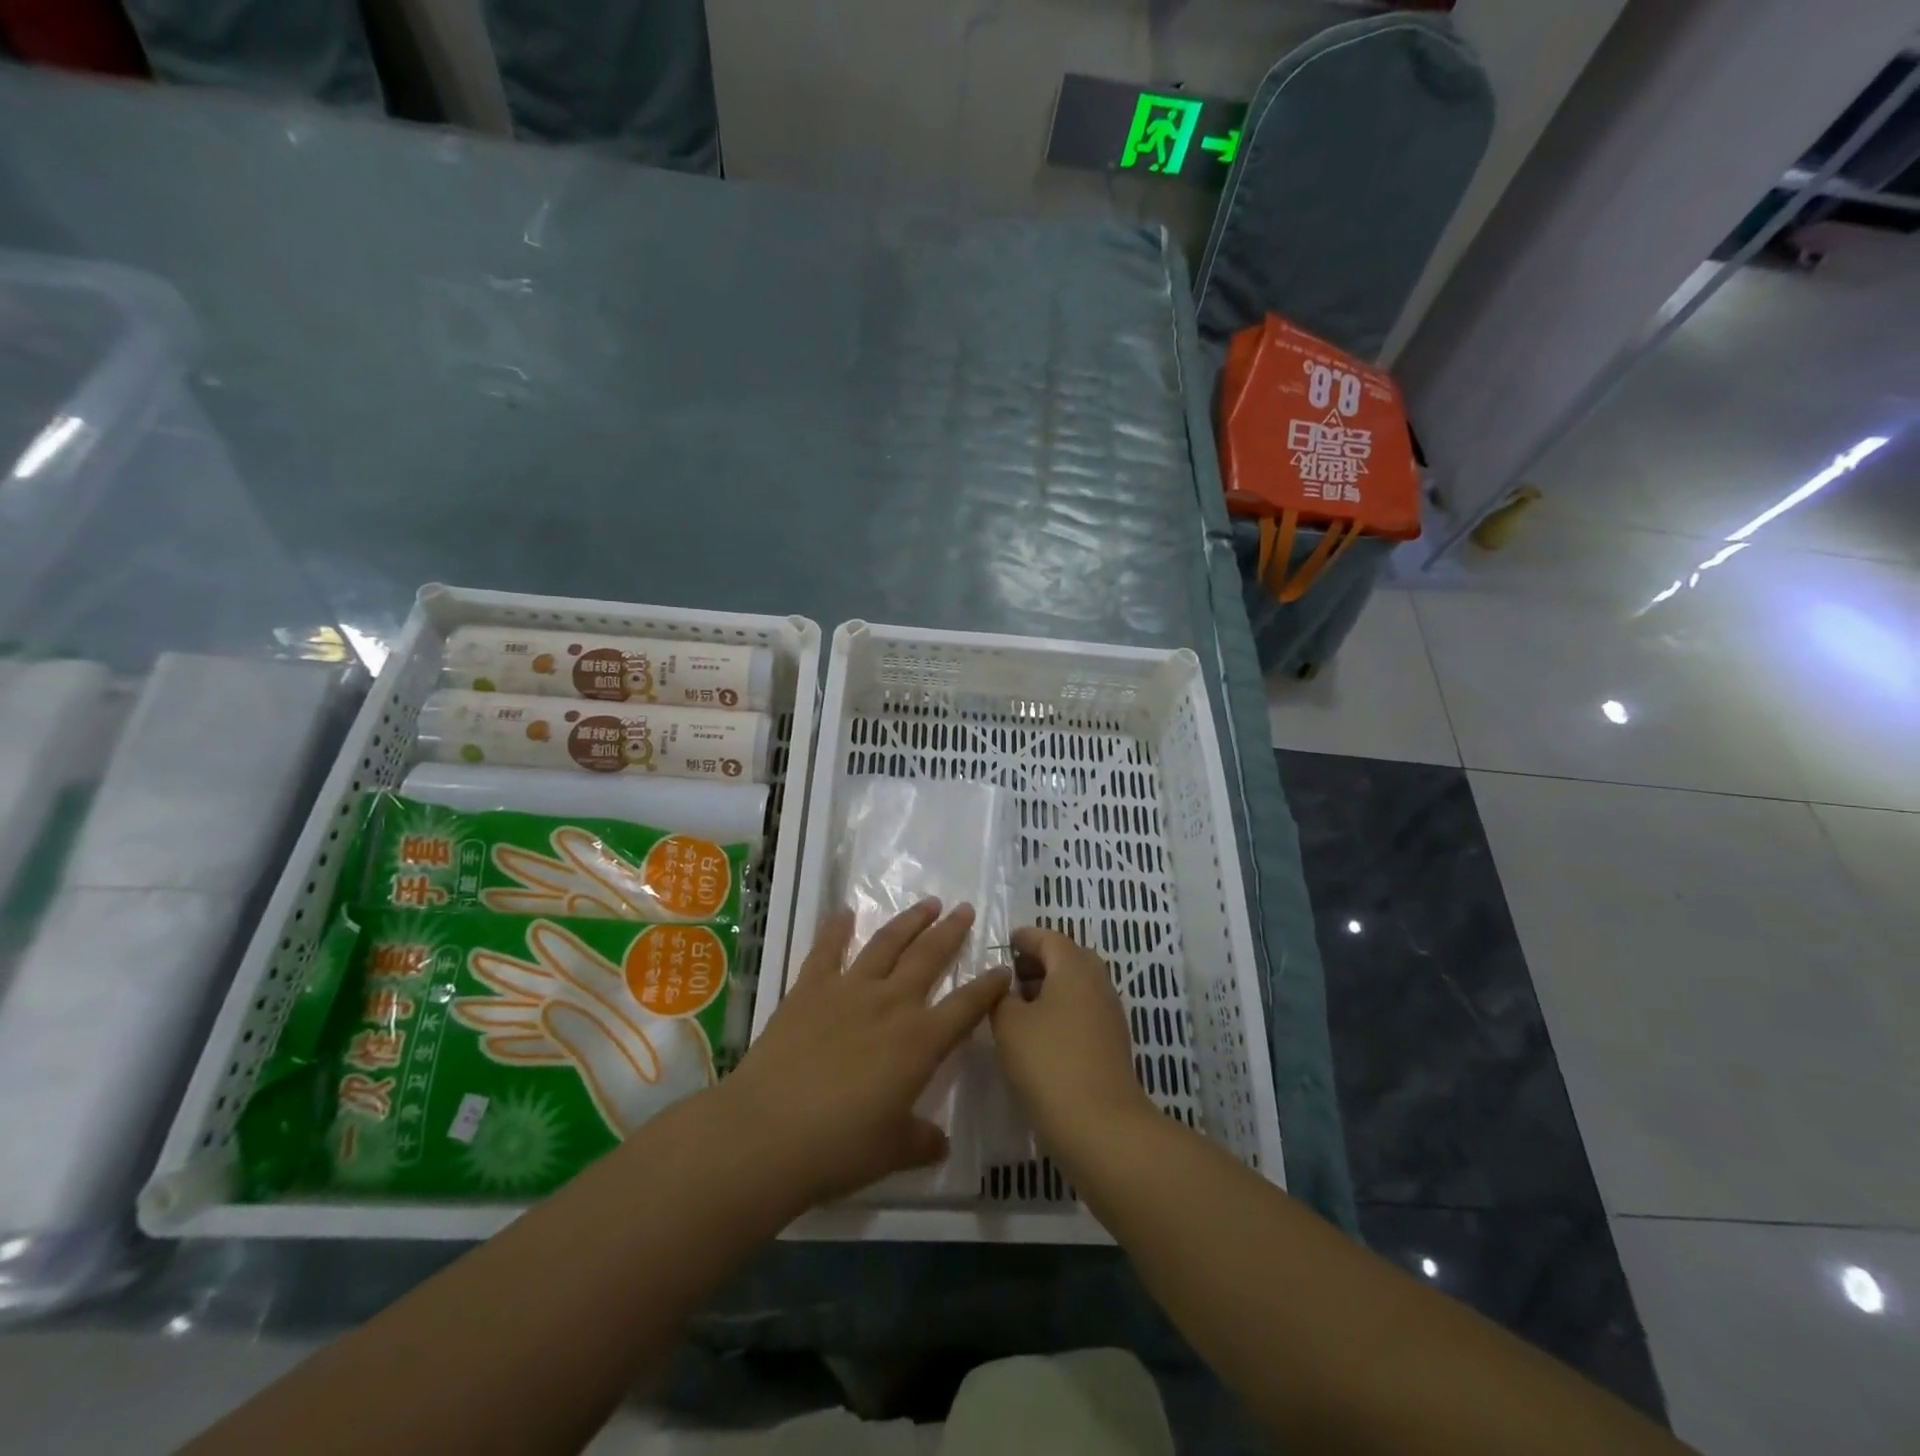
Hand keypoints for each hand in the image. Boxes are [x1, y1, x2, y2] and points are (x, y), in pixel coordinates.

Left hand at [719, 900, 1010, 1209]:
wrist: (766, 1134)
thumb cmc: (838, 1149)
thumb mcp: (891, 1152)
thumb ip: (921, 1141)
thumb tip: (939, 1141)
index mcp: (920, 1042)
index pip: (966, 1006)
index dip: (988, 987)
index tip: (1003, 968)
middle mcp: (891, 1004)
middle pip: (929, 957)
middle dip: (951, 932)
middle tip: (965, 909)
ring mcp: (848, 990)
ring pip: (887, 944)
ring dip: (909, 921)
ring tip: (927, 904)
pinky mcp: (808, 989)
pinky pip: (827, 950)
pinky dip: (835, 929)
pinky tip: (844, 912)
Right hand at [990, 927, 1153, 1154]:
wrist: (1100, 1126)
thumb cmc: (1049, 1062)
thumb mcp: (1009, 1024)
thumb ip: (1001, 997)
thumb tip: (1006, 988)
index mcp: (1074, 967)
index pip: (1048, 937)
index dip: (1023, 938)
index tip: (1002, 945)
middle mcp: (1098, 982)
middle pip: (1066, 959)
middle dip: (1036, 963)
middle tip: (1007, 977)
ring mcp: (1109, 1014)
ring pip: (1075, 987)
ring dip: (1047, 989)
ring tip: (1016, 1007)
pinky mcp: (1111, 1044)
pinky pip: (1082, 1012)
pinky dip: (1060, 1012)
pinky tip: (1037, 1035)